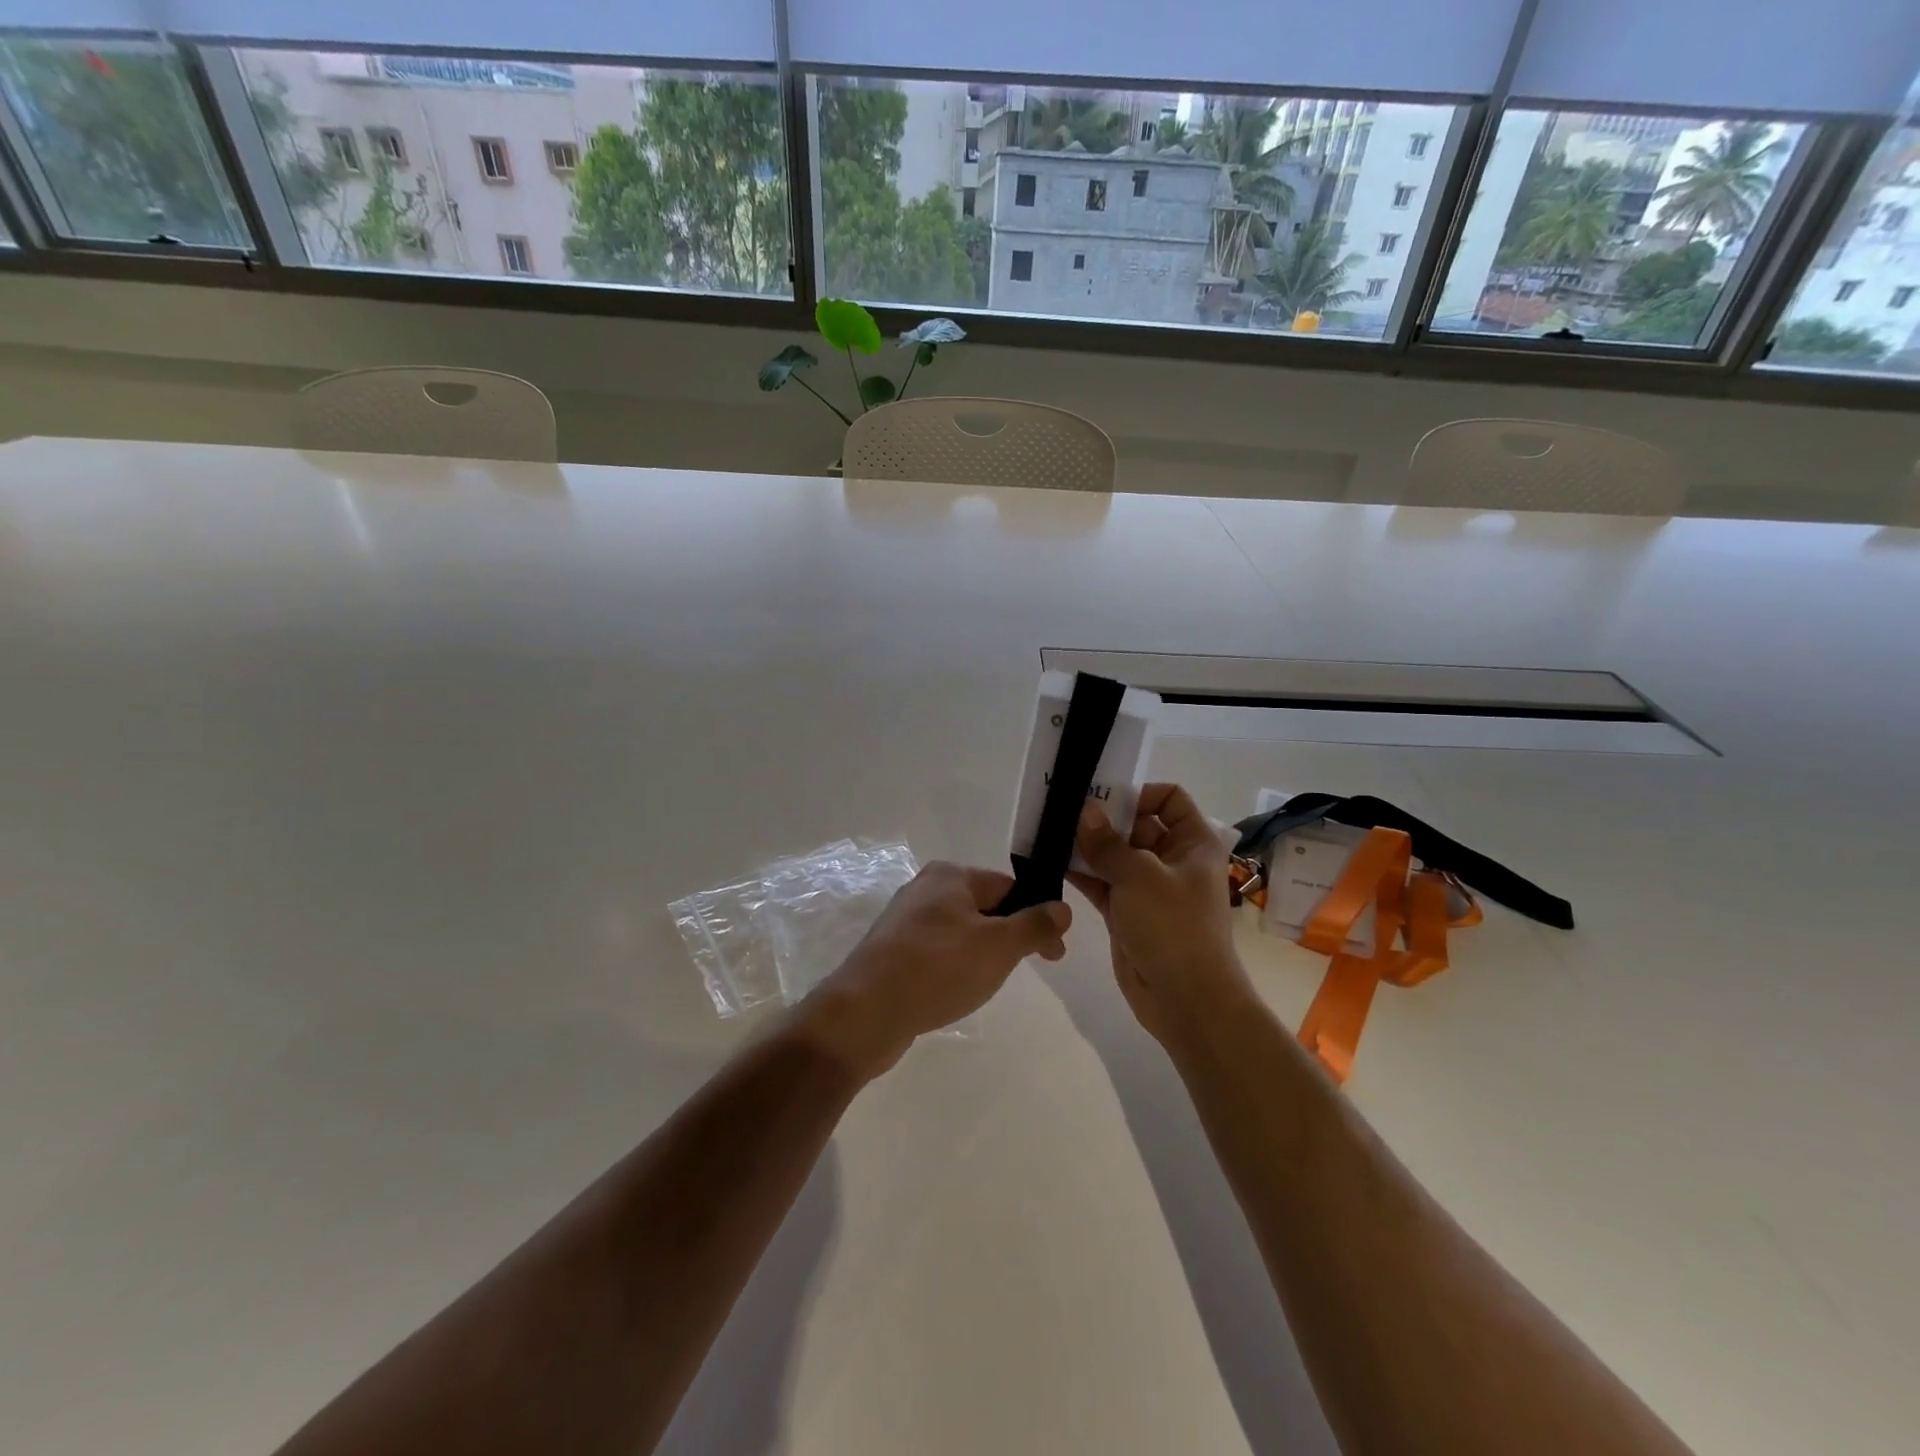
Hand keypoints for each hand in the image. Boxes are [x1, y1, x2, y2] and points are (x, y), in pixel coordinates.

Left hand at [797, 862, 1069, 1078]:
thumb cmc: (938, 969)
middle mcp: (926, 889)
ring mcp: (905, 921)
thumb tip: (1063, 908)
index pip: (1009, 887)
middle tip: (1027, 969)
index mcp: (951, 876)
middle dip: (1010, 937)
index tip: (1054, 953)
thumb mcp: (998, 946)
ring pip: (962, 932)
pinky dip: (955, 967)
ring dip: (983, 954)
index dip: (1037, 916)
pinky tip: (955, 991)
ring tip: (987, 984)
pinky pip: (938, 952)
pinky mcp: (893, 951)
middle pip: (985, 907)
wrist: (864, 1012)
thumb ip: (1034, 925)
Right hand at [1068, 784, 1252, 1048]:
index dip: (1139, 793)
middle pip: (1137, 824)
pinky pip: (1103, 883)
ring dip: (1088, 845)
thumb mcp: (1139, 875)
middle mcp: (1173, 859)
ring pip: (1116, 855)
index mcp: (1193, 842)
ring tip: (1051, 832)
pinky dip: (1082, 873)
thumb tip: (1086, 810)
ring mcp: (1149, 887)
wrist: (1186, 999)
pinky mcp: (1128, 912)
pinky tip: (1052, 862)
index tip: (1103, 797)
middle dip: (1103, 818)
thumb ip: (1107, 842)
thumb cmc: (1173, 926)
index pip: (1170, 799)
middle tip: (1064, 810)